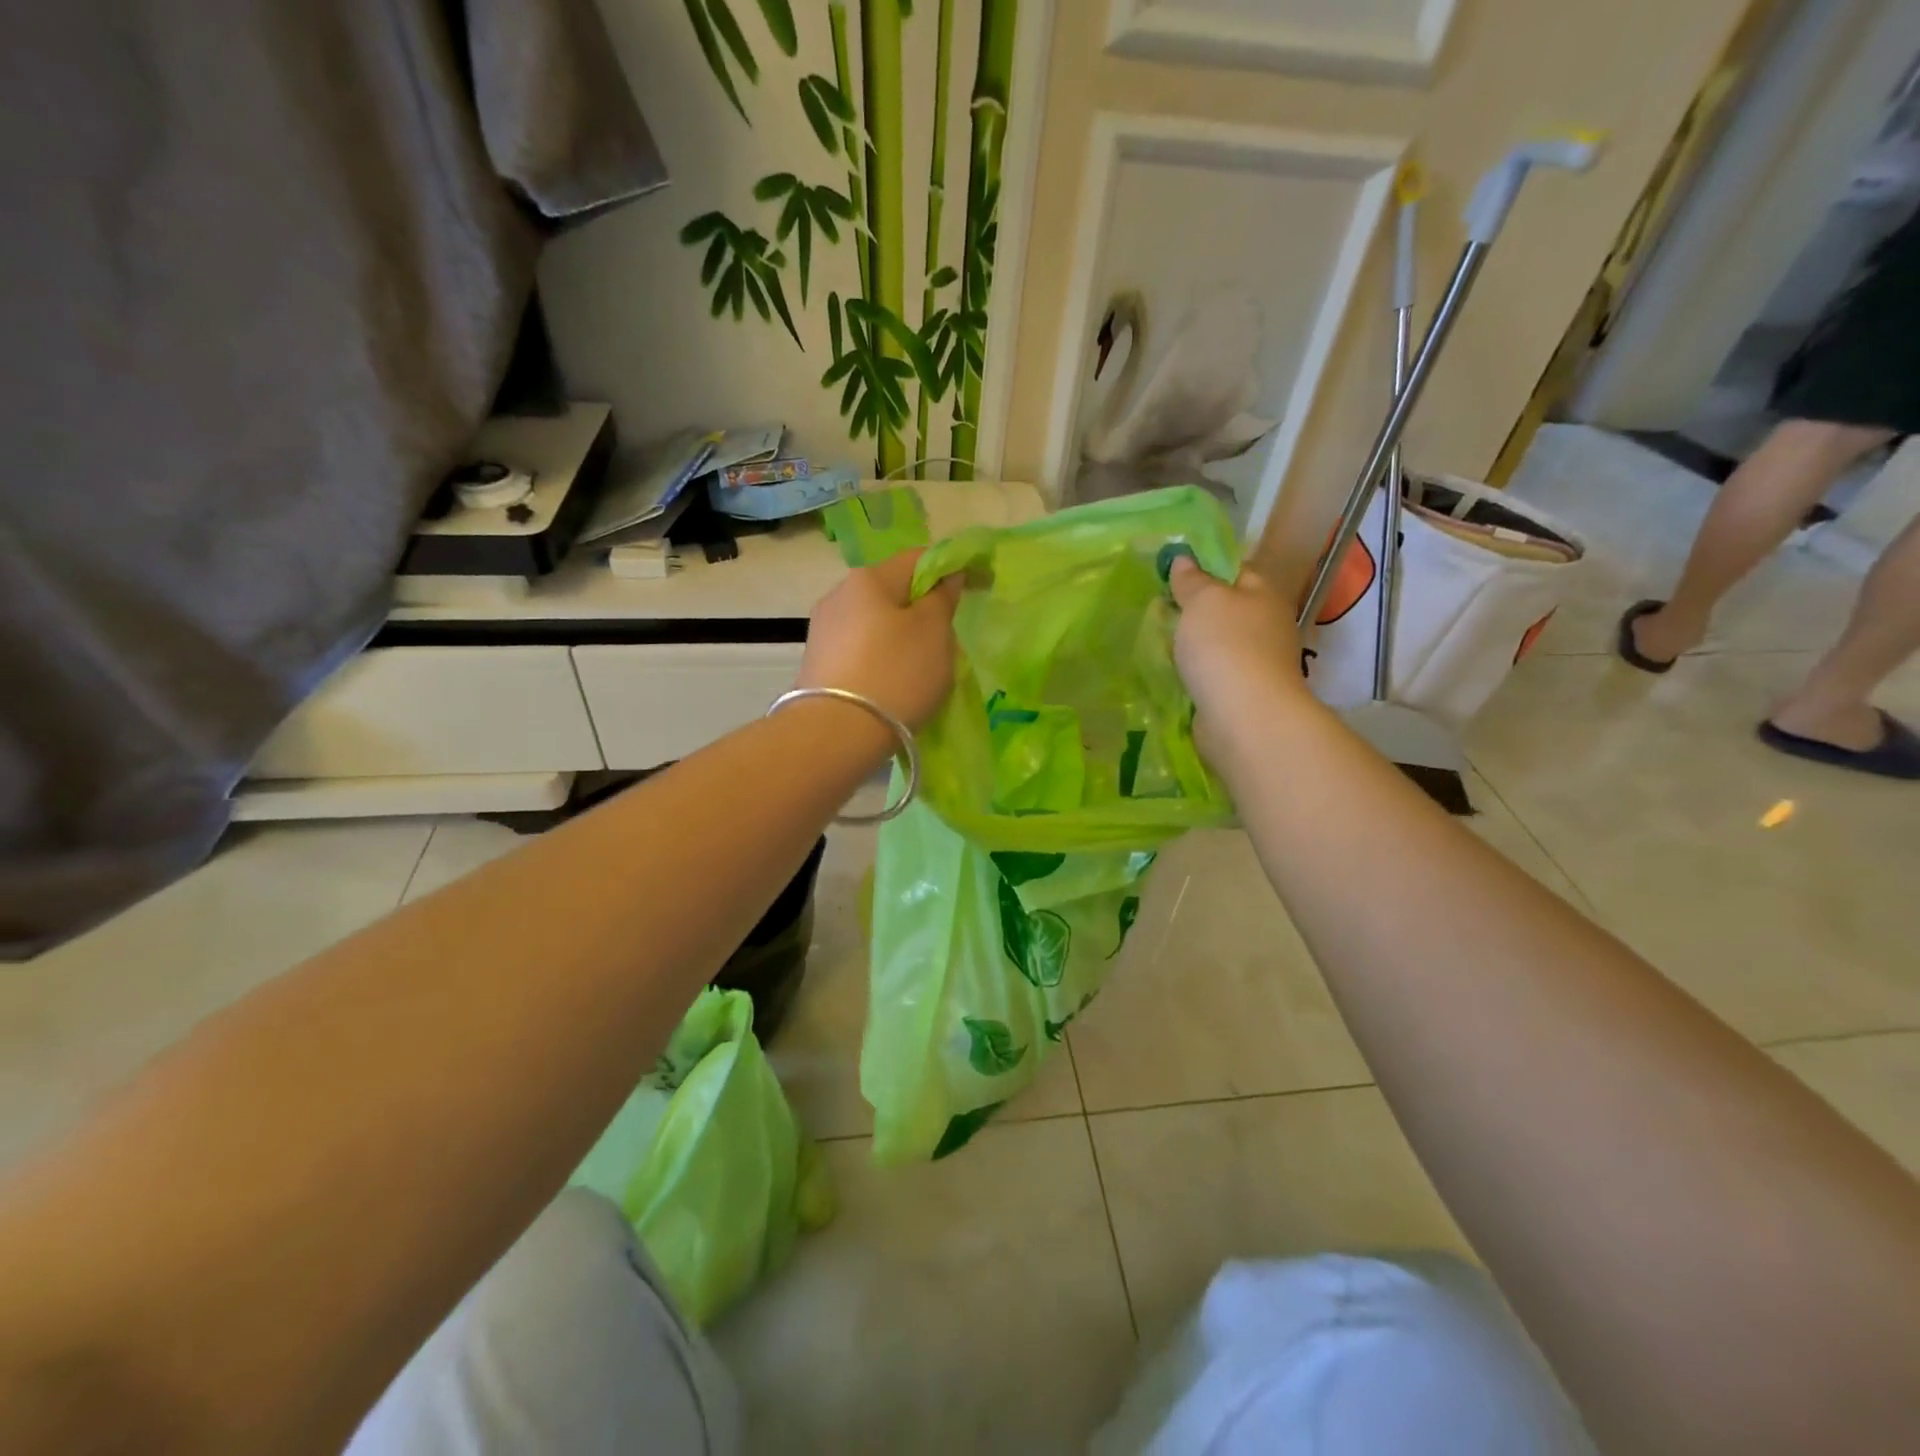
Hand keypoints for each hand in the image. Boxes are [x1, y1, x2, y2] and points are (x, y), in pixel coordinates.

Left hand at [800, 549, 964, 728]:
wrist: (836, 734)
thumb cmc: (896, 674)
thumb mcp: (934, 632)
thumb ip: (943, 598)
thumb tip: (945, 577)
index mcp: (869, 578)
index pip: (918, 558)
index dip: (952, 568)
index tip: (977, 587)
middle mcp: (838, 595)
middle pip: (893, 592)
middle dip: (922, 608)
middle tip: (946, 640)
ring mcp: (823, 631)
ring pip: (875, 624)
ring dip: (900, 637)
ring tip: (919, 670)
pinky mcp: (817, 664)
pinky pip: (860, 651)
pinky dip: (880, 660)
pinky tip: (891, 685)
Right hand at [1167, 555, 1310, 746]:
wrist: (1243, 717)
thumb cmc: (1225, 646)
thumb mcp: (1203, 600)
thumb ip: (1192, 579)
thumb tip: (1185, 559)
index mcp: (1264, 595)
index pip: (1236, 570)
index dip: (1205, 567)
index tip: (1172, 574)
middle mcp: (1266, 626)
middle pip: (1226, 609)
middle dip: (1195, 610)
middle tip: (1159, 609)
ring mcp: (1256, 663)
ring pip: (1218, 644)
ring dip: (1193, 644)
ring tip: (1159, 642)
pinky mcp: (1241, 693)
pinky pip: (1212, 674)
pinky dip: (1195, 672)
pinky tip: (1173, 673)